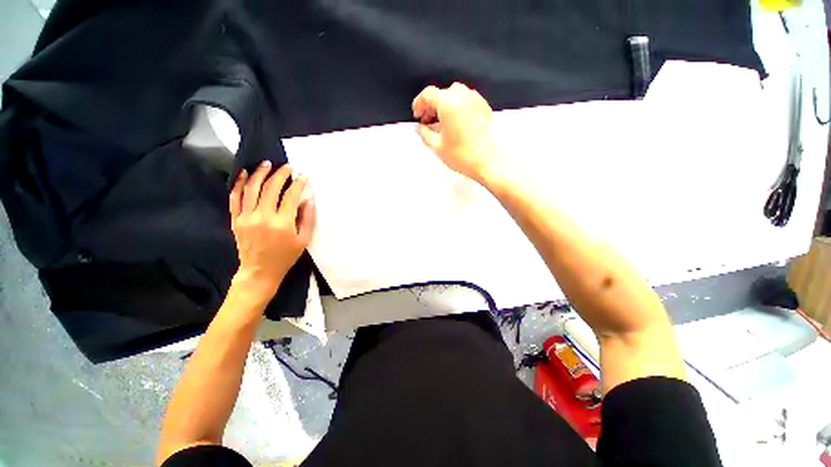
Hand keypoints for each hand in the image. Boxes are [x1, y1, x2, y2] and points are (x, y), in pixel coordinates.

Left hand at [229, 161, 315, 304]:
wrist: (260, 271)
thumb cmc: (285, 256)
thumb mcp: (303, 240)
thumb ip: (307, 219)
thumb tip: (307, 200)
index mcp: (282, 223)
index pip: (291, 196)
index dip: (298, 184)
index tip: (303, 177)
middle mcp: (263, 217)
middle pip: (271, 188)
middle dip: (281, 174)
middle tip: (288, 167)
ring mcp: (246, 217)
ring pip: (251, 189)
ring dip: (260, 173)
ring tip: (267, 164)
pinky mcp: (236, 220)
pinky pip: (235, 198)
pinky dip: (239, 184)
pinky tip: (244, 173)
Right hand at [412, 83, 506, 183]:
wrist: (486, 161)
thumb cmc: (460, 154)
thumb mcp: (437, 145)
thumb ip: (425, 133)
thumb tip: (420, 128)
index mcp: (448, 102)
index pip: (428, 94)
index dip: (419, 104)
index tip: (417, 116)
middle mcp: (462, 95)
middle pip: (441, 93)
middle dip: (432, 106)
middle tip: (428, 122)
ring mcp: (475, 99)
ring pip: (455, 94)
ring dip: (445, 105)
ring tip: (442, 122)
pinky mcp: (484, 106)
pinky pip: (466, 100)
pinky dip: (458, 107)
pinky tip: (456, 122)